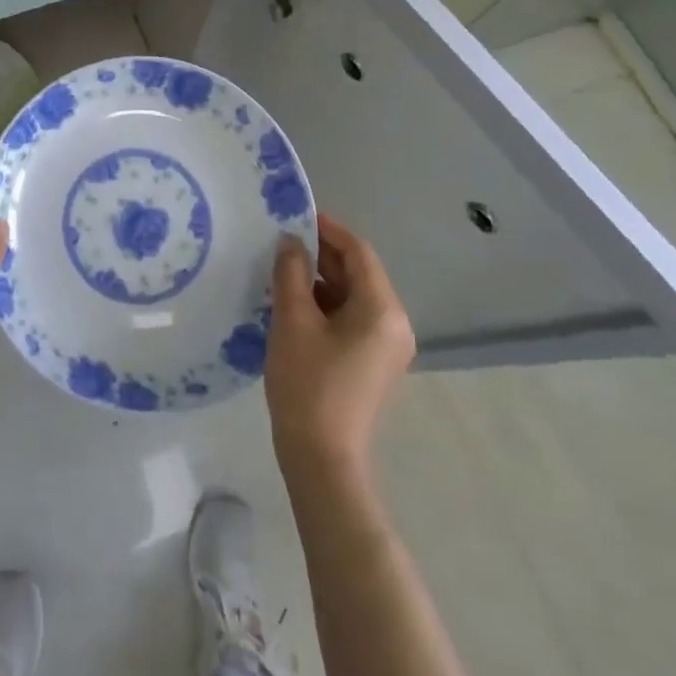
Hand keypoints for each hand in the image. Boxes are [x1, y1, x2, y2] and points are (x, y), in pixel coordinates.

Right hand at [265, 213, 415, 483]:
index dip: (328, 229)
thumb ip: (291, 272)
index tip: (295, 215)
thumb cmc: (308, 383)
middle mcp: (394, 323)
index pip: (358, 252)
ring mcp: (387, 347)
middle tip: (281, 241)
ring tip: (281, 270)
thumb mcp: (292, 320)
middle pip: (358, 273)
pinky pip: (351, 319)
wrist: (322, 460)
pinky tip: (293, 304)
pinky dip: (325, 305)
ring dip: (320, 280)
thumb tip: (291, 241)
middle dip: (321, 254)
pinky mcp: (373, 364)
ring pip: (353, 296)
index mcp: (382, 309)